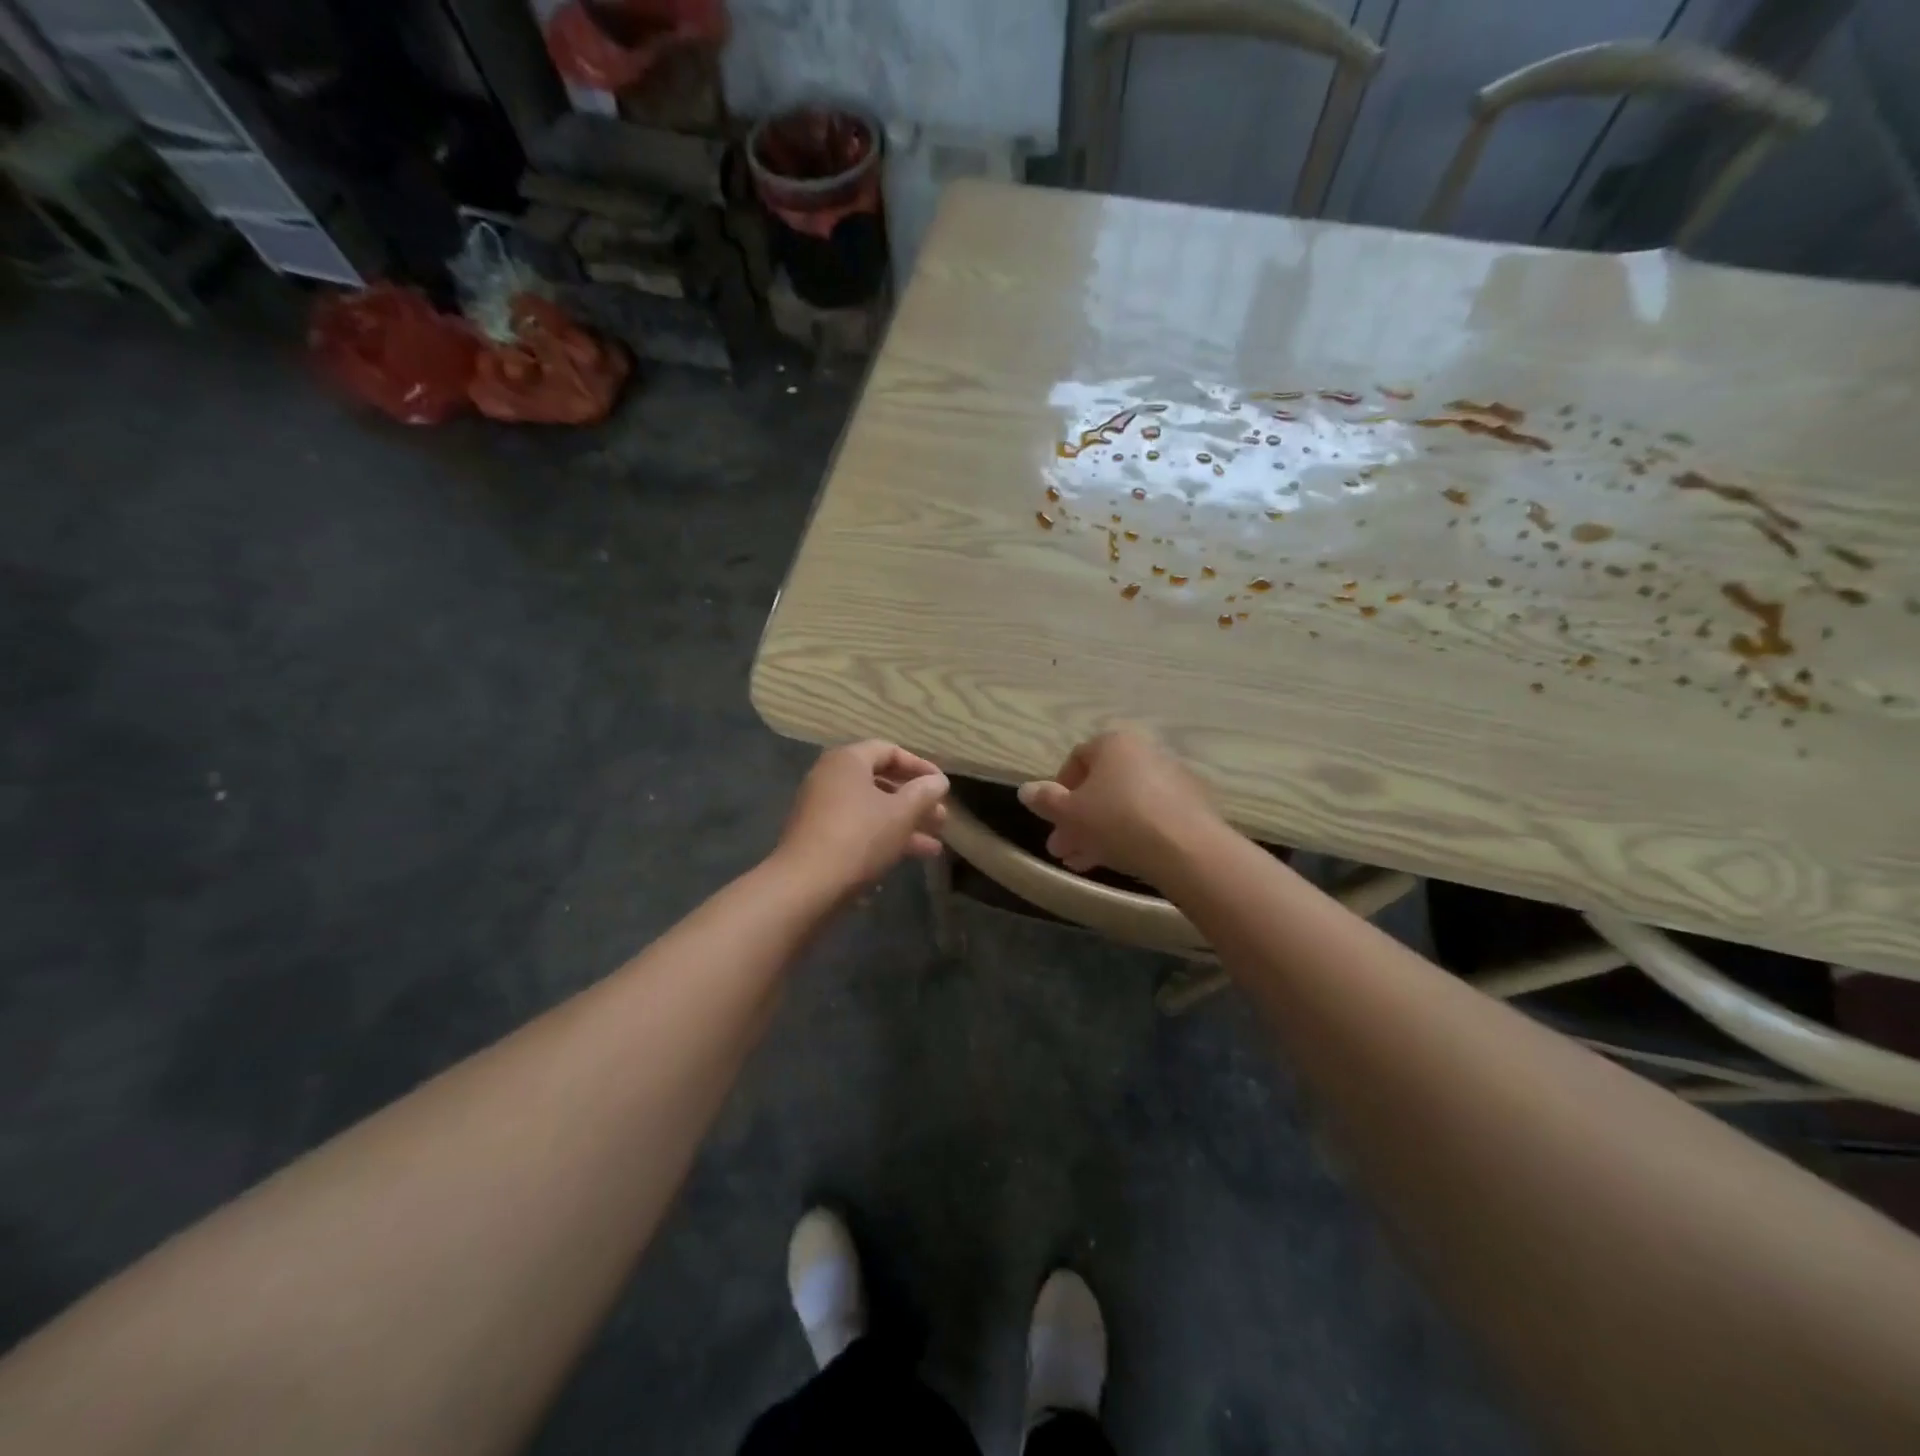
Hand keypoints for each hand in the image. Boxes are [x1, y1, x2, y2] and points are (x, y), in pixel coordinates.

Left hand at [774, 740, 949, 894]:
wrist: (806, 885)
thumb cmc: (859, 837)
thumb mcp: (901, 813)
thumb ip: (924, 793)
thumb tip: (939, 781)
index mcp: (847, 761)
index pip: (889, 751)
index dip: (920, 766)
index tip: (942, 786)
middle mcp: (830, 778)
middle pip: (880, 781)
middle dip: (914, 801)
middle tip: (941, 817)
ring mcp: (821, 809)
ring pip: (871, 809)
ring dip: (904, 824)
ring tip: (935, 845)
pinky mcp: (818, 837)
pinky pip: (858, 828)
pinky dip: (883, 837)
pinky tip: (910, 858)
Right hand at [1017, 731, 1223, 887]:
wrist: (1186, 849)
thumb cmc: (1118, 820)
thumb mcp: (1071, 813)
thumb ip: (1046, 800)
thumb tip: (1025, 790)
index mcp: (1114, 743)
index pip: (1077, 759)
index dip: (1058, 791)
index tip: (1052, 819)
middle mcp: (1144, 752)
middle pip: (1101, 786)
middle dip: (1077, 819)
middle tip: (1061, 849)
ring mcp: (1171, 779)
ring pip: (1123, 804)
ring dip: (1098, 831)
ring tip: (1081, 863)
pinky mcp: (1191, 806)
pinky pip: (1148, 816)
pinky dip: (1129, 834)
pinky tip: (1116, 860)